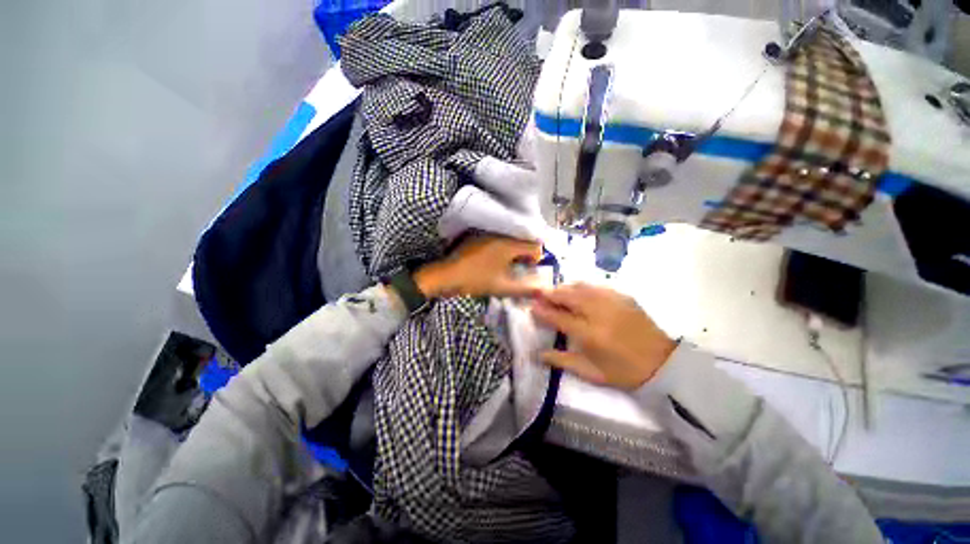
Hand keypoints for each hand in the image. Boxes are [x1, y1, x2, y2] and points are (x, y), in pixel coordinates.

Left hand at [413, 235, 542, 297]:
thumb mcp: (502, 287)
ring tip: (506, 267)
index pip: (534, 246)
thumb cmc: (475, 280)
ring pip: (510, 240)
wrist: (445, 275)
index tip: (528, 270)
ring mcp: (487, 234)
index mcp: (508, 244)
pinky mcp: (478, 237)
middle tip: (518, 269)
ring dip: (513, 252)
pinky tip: (493, 262)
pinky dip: (501, 249)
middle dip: (524, 255)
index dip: (535, 259)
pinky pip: (498, 239)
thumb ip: (525, 289)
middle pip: (523, 241)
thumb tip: (542, 290)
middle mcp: (500, 234)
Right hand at [531, 283, 676, 389]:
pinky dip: (582, 287)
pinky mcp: (623, 296)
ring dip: (564, 288)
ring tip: (555, 291)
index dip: (542, 311)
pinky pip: (596, 286)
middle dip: (550, 293)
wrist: (662, 363)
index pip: (559, 318)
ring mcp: (612, 301)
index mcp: (590, 334)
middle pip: (568, 296)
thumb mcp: (591, 373)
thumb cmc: (623, 372)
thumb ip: (562, 361)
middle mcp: (599, 313)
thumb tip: (537, 354)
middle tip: (539, 293)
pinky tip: (578, 290)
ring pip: (581, 287)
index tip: (531, 307)